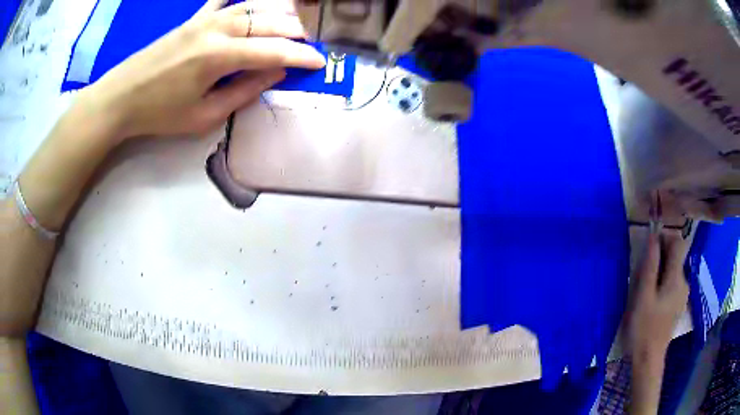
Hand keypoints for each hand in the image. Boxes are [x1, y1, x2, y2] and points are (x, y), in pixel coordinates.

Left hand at [81, 0, 325, 140]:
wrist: (121, 98)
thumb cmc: (159, 114)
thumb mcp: (203, 116)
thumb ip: (243, 92)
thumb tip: (274, 73)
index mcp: (219, 56)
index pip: (273, 51)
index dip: (301, 56)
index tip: (321, 62)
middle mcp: (217, 29)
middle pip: (268, 23)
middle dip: (295, 32)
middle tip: (312, 42)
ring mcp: (205, 19)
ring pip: (253, 7)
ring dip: (278, 13)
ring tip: (295, 21)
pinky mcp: (193, 18)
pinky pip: (224, 0)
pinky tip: (253, 1)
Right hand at [626, 231, 689, 358]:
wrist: (648, 359)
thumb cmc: (644, 327)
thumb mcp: (643, 295)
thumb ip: (650, 265)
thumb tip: (653, 236)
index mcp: (677, 277)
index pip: (677, 242)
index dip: (664, 237)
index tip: (649, 247)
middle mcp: (684, 281)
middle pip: (676, 256)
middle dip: (660, 256)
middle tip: (642, 272)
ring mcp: (682, 294)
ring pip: (673, 271)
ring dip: (660, 271)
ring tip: (644, 288)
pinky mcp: (678, 305)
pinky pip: (672, 284)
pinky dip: (662, 283)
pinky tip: (652, 299)